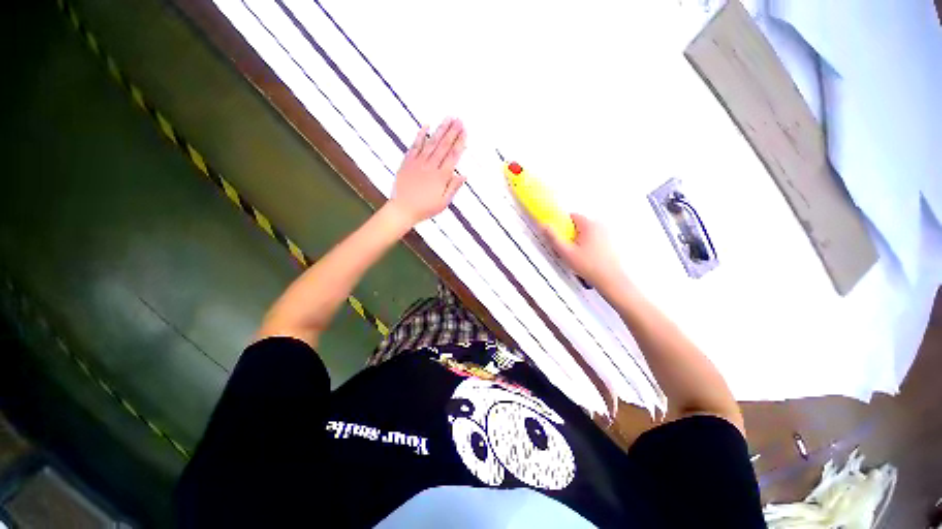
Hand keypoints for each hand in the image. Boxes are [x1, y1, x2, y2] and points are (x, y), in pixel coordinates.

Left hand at [387, 118, 466, 225]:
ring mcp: (418, 162)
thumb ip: (453, 188)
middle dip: (452, 132)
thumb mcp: (443, 202)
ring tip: (448, 119)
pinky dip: (420, 135)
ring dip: (440, 130)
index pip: (453, 156)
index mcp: (441, 177)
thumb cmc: (424, 208)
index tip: (465, 132)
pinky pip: (415, 145)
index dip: (460, 143)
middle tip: (459, 120)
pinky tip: (426, 126)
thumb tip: (463, 176)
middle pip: (444, 146)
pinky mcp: (408, 162)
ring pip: (431, 143)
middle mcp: (431, 166)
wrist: (403, 209)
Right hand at [543, 213, 626, 290]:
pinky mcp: (610, 242)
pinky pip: (594, 238)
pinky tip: (585, 256)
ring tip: (575, 254)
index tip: (558, 234)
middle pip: (578, 224)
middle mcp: (600, 226)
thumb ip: (553, 238)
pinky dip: (587, 244)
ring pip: (586, 232)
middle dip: (570, 233)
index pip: (571, 216)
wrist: (610, 279)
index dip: (562, 224)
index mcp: (589, 225)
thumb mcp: (566, 252)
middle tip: (565, 247)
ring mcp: (607, 234)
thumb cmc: (589, 266)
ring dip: (578, 239)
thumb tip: (544, 226)